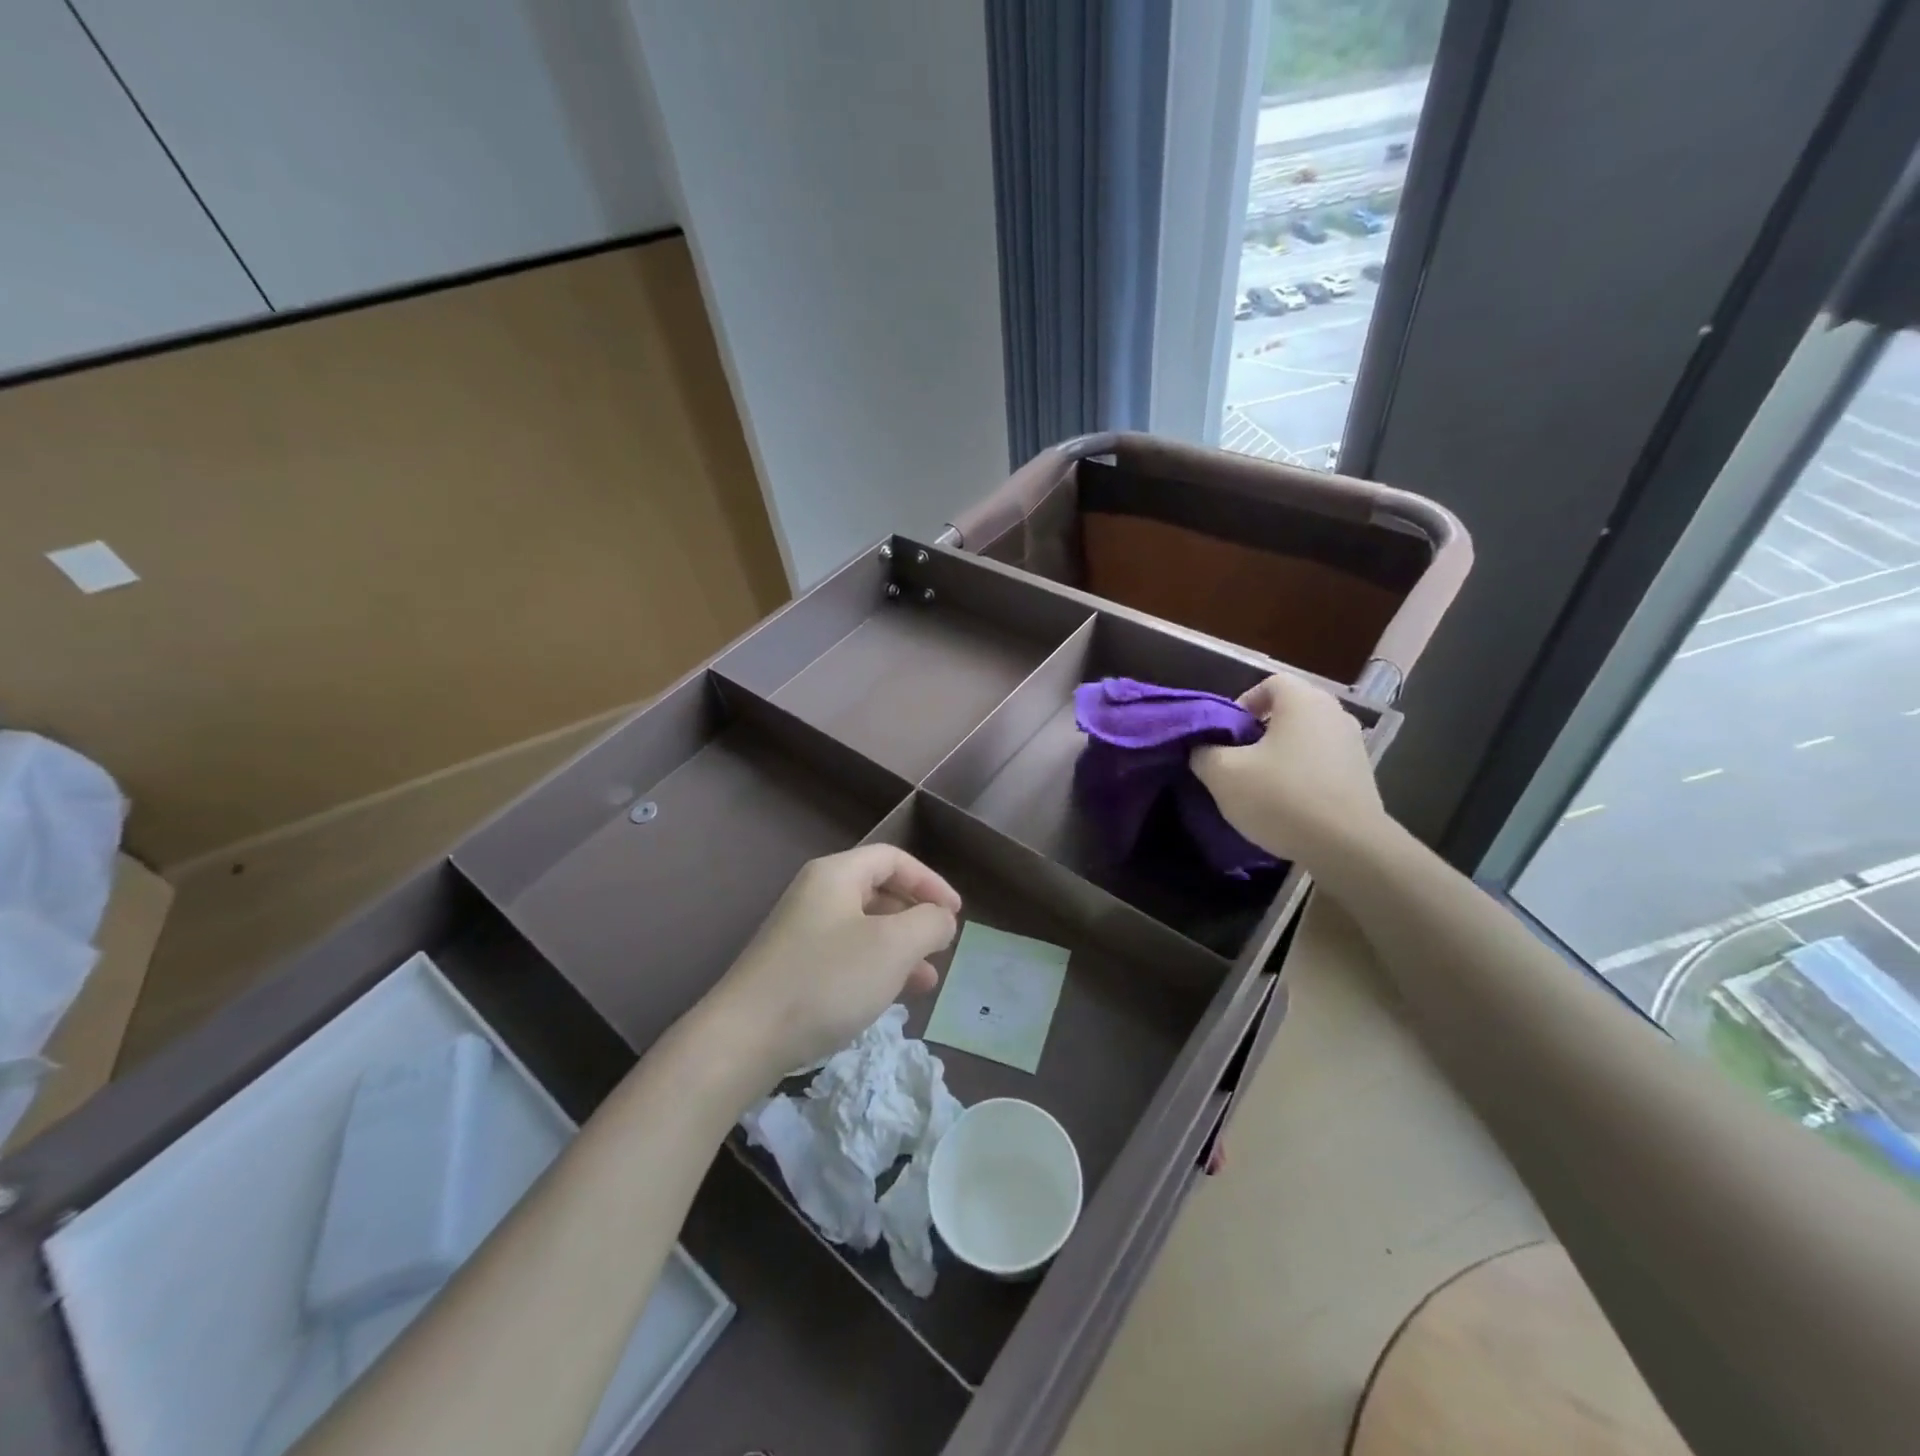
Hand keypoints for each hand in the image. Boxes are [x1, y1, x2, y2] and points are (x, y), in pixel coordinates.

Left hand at [706, 845, 961, 1081]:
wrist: (744, 1039)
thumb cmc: (827, 980)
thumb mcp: (893, 947)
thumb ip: (929, 923)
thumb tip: (941, 918)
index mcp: (836, 875)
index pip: (893, 859)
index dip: (930, 881)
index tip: (956, 914)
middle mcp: (816, 895)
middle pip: (878, 891)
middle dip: (916, 917)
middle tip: (941, 946)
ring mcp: (801, 932)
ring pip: (865, 928)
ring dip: (900, 948)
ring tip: (927, 980)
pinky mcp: (793, 968)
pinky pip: (846, 956)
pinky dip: (875, 969)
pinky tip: (891, 997)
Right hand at [1191, 673, 1385, 864]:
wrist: (1348, 848)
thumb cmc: (1281, 797)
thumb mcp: (1223, 774)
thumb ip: (1203, 753)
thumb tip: (1201, 749)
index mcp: (1303, 701)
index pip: (1269, 683)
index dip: (1242, 703)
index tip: (1227, 735)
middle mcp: (1334, 714)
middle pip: (1288, 711)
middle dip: (1259, 732)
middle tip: (1236, 761)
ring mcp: (1353, 745)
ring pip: (1305, 739)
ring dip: (1281, 756)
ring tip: (1260, 786)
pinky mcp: (1362, 777)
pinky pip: (1322, 764)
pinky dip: (1302, 776)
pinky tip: (1287, 805)